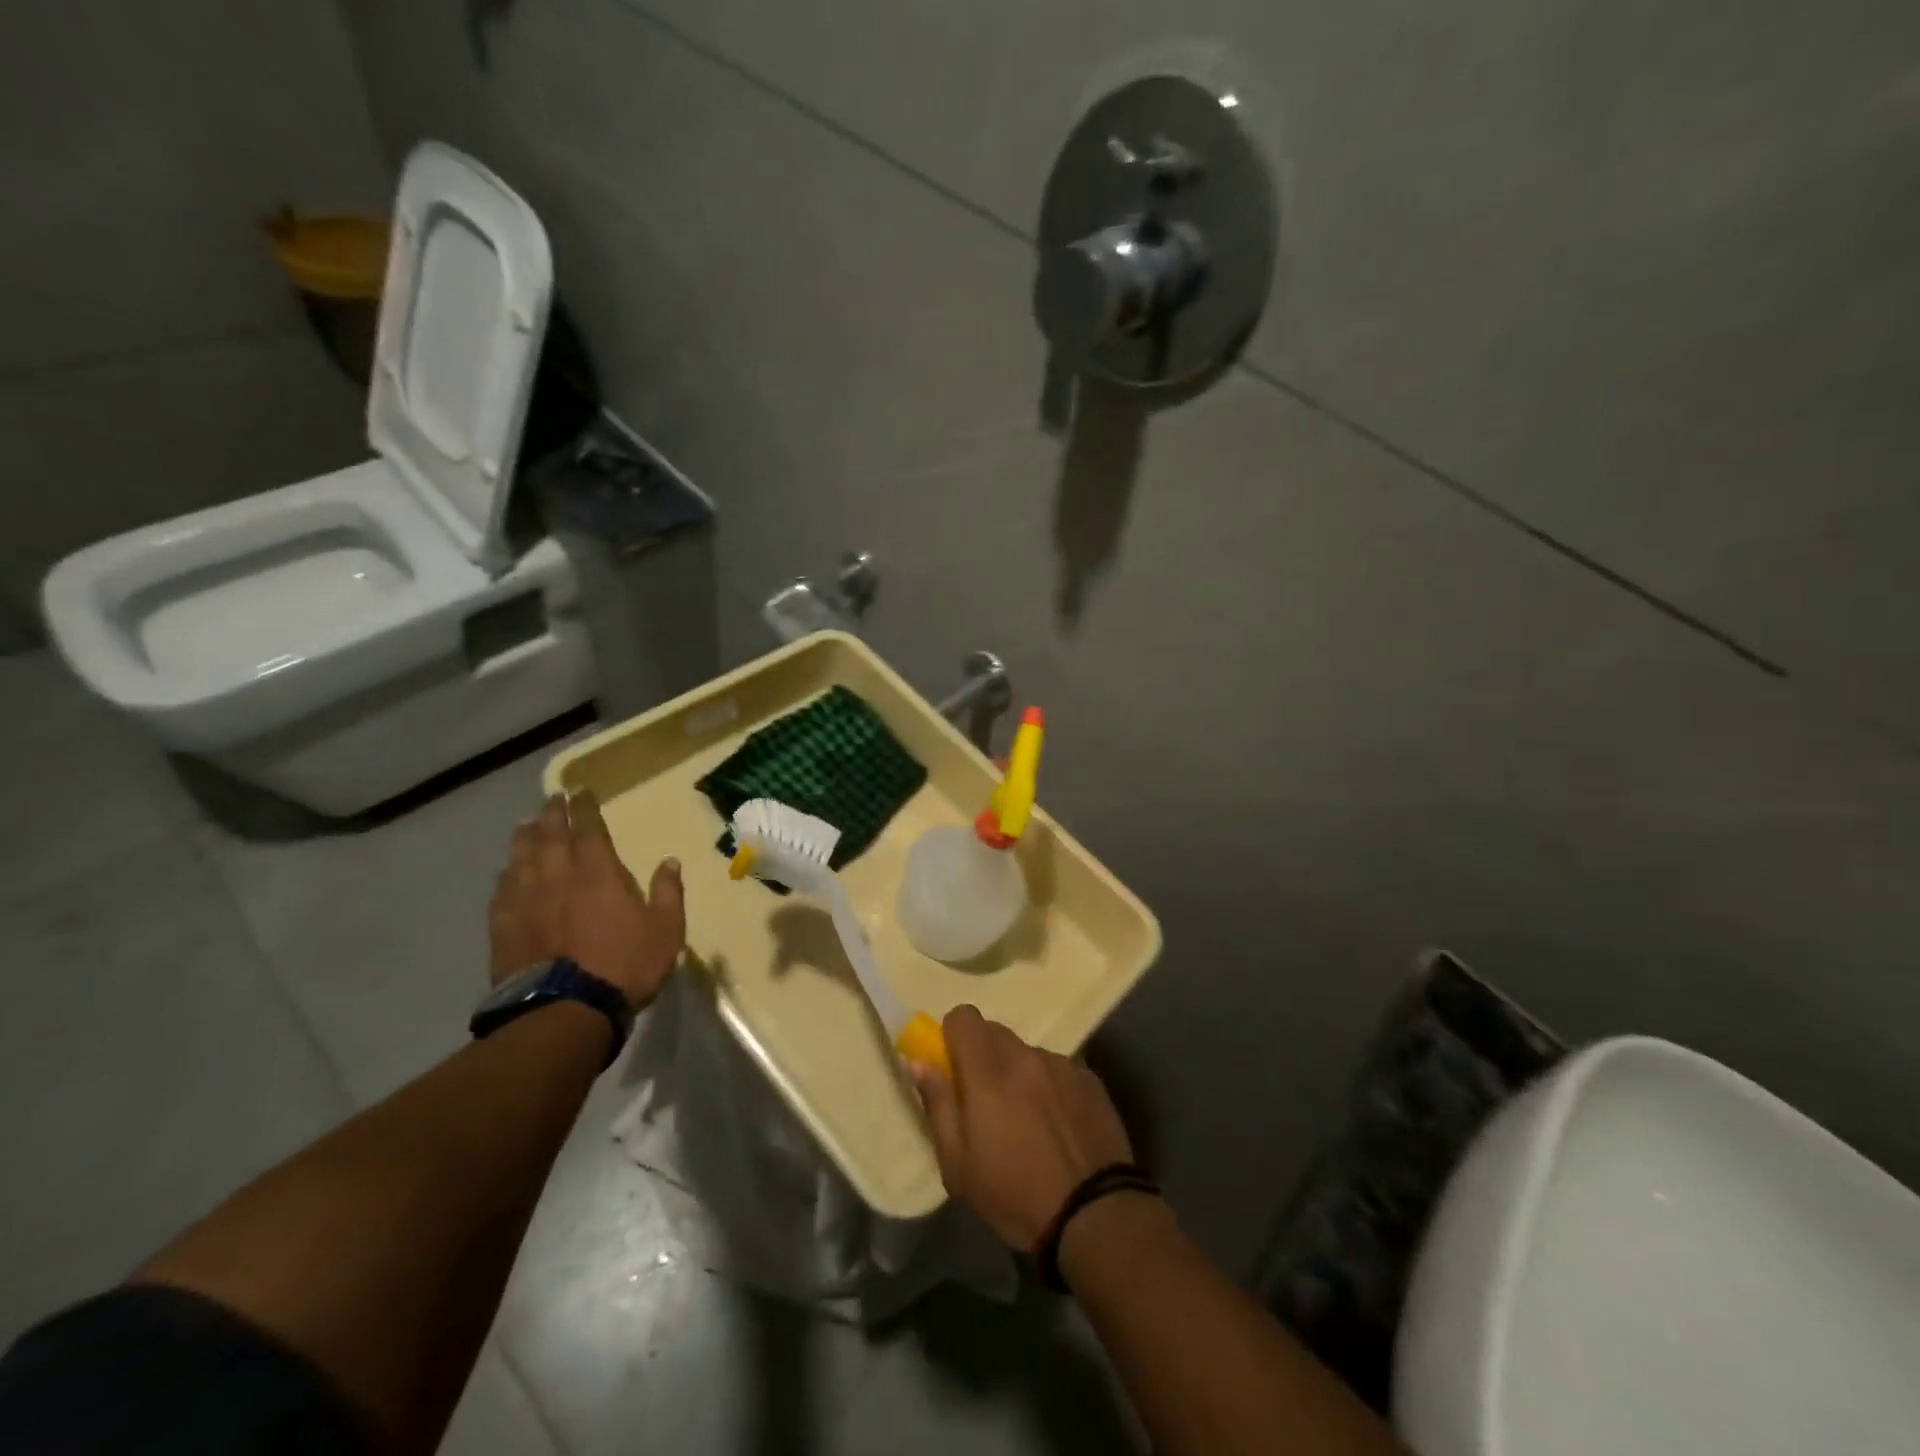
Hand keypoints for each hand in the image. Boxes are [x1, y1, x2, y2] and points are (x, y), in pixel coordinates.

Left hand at [489, 792, 685, 1009]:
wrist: (565, 1011)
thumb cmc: (624, 966)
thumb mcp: (666, 931)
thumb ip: (668, 893)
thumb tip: (670, 861)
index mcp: (599, 874)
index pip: (590, 830)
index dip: (585, 808)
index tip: (582, 792)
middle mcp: (558, 878)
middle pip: (550, 836)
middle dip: (553, 814)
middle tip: (552, 799)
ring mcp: (526, 901)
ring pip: (522, 858)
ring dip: (525, 837)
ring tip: (526, 825)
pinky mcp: (504, 927)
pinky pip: (502, 890)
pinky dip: (506, 875)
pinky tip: (506, 872)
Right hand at [908, 1005, 1135, 1249]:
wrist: (1095, 1215)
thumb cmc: (1015, 1196)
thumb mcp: (958, 1164)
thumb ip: (937, 1104)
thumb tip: (917, 1062)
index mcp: (988, 1071)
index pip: (964, 1017)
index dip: (953, 1037)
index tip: (953, 1069)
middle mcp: (1026, 1056)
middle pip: (995, 1032)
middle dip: (983, 1057)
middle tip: (985, 1102)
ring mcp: (1062, 1065)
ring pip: (1027, 1053)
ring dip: (1018, 1073)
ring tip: (1027, 1121)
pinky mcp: (1090, 1080)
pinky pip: (1058, 1070)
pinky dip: (1049, 1087)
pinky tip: (1058, 1127)